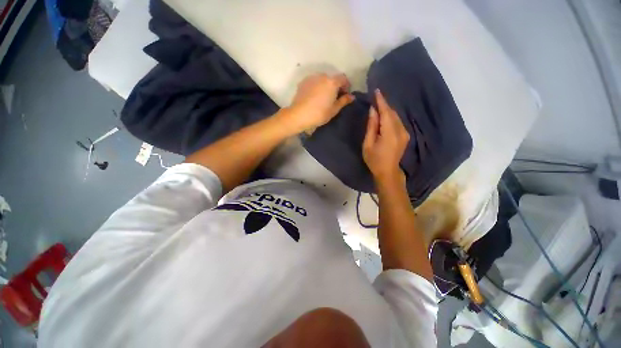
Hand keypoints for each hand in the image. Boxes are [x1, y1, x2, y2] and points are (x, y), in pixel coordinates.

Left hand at [282, 73, 354, 132]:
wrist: (299, 115)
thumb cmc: (319, 113)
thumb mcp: (334, 109)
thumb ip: (344, 101)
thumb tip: (352, 96)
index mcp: (332, 82)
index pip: (343, 78)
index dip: (346, 86)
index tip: (345, 95)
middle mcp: (322, 76)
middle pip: (332, 78)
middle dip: (335, 86)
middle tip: (334, 98)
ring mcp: (311, 78)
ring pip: (322, 80)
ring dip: (325, 86)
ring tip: (323, 98)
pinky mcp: (303, 82)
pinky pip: (313, 82)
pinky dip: (317, 87)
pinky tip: (314, 97)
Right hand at [362, 89, 409, 182]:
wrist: (387, 172)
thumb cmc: (374, 159)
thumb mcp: (368, 144)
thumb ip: (371, 126)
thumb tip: (373, 111)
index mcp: (390, 133)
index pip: (386, 112)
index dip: (381, 101)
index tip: (377, 91)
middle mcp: (400, 130)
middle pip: (392, 113)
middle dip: (384, 104)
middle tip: (375, 97)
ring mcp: (404, 133)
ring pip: (396, 116)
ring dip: (387, 110)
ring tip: (379, 105)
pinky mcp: (405, 136)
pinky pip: (398, 122)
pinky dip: (391, 117)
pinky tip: (385, 116)